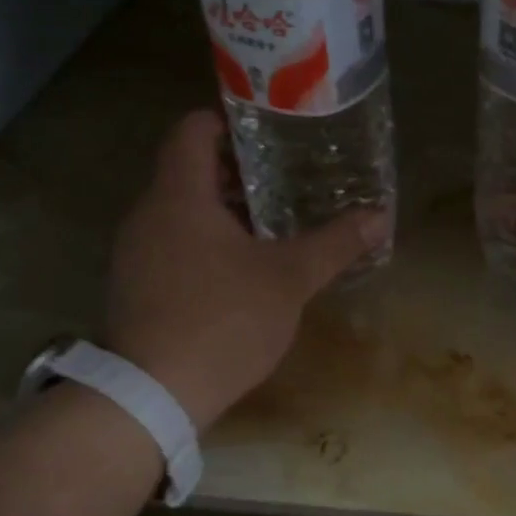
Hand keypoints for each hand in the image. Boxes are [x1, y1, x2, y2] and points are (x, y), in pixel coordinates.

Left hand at [104, 110, 384, 429]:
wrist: (155, 394)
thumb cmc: (224, 320)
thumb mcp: (290, 279)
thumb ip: (335, 243)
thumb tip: (380, 215)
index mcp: (179, 196)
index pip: (192, 130)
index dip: (228, 121)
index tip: (269, 134)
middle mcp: (147, 214)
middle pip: (189, 171)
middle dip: (238, 173)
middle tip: (288, 181)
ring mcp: (135, 253)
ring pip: (182, 212)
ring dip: (224, 212)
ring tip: (274, 226)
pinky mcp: (135, 287)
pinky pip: (172, 245)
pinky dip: (206, 244)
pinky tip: (242, 272)